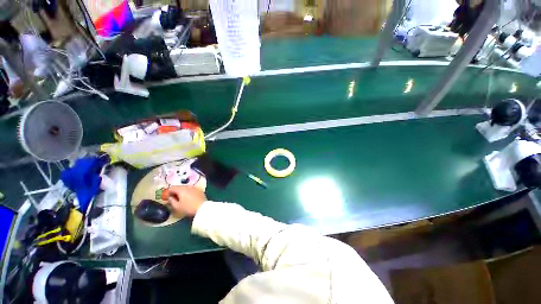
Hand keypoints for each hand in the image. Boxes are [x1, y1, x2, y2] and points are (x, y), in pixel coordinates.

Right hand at [166, 185, 206, 216]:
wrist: (202, 208)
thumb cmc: (188, 208)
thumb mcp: (177, 206)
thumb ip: (171, 201)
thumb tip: (170, 197)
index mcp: (181, 189)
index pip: (172, 187)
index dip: (167, 192)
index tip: (166, 197)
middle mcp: (188, 186)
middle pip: (179, 187)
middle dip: (175, 191)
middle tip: (173, 198)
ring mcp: (195, 187)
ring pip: (185, 188)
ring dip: (181, 192)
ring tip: (180, 198)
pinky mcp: (199, 190)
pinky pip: (191, 189)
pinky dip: (187, 192)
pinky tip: (188, 198)